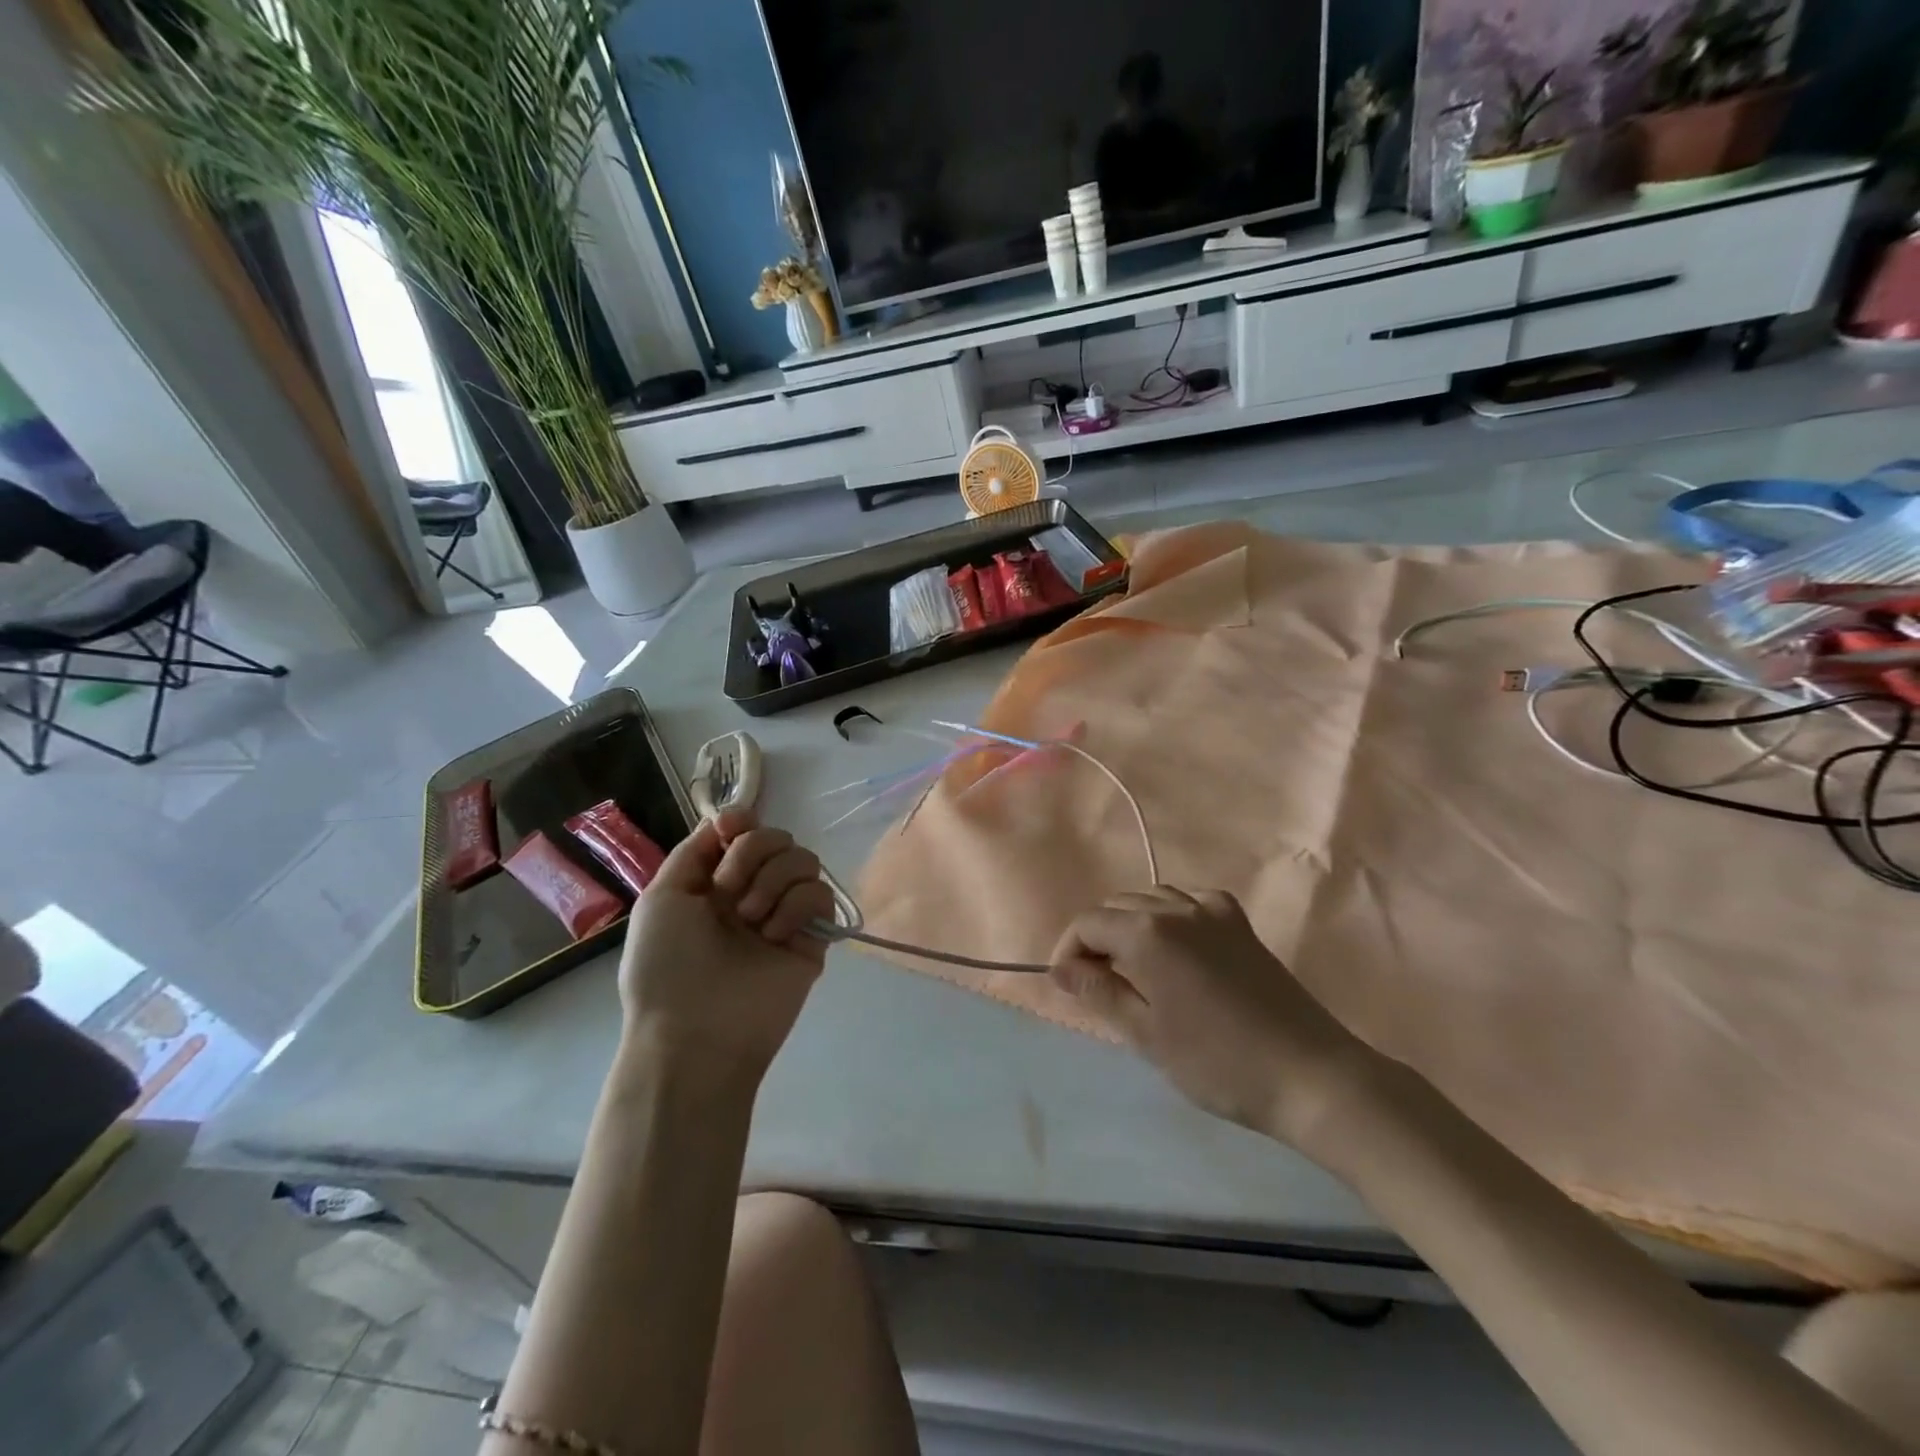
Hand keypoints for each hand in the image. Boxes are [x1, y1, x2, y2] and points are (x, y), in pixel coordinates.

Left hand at [617, 810, 834, 1082]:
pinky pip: (821, 894)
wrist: (694, 1032)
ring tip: (751, 918)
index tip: (732, 830)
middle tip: (729, 893)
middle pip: (776, 837)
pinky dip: (797, 905)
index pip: (744, 830)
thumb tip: (726, 820)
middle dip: (752, 853)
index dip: (742, 821)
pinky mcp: (813, 936)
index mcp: (715, 882)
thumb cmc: (665, 965)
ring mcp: (784, 913)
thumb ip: (694, 852)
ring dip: (774, 879)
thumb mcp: (661, 898)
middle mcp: (752, 891)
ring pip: (804, 859)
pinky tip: (774, 934)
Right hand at [1049, 887, 1376, 1145]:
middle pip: (1117, 906)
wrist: (1309, 1075)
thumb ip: (1100, 992)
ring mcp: (1213, 911)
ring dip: (1131, 925)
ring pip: (1152, 899)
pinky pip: (1190, 902)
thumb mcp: (1147, 1035)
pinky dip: (1171, 917)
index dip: (1069, 950)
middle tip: (1098, 984)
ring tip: (1134, 970)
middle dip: (1098, 938)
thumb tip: (1063, 968)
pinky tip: (1177, 949)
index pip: (1088, 923)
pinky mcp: (1239, 923)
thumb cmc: (1218, 1062)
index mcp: (1147, 933)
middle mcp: (1176, 908)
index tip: (1068, 986)